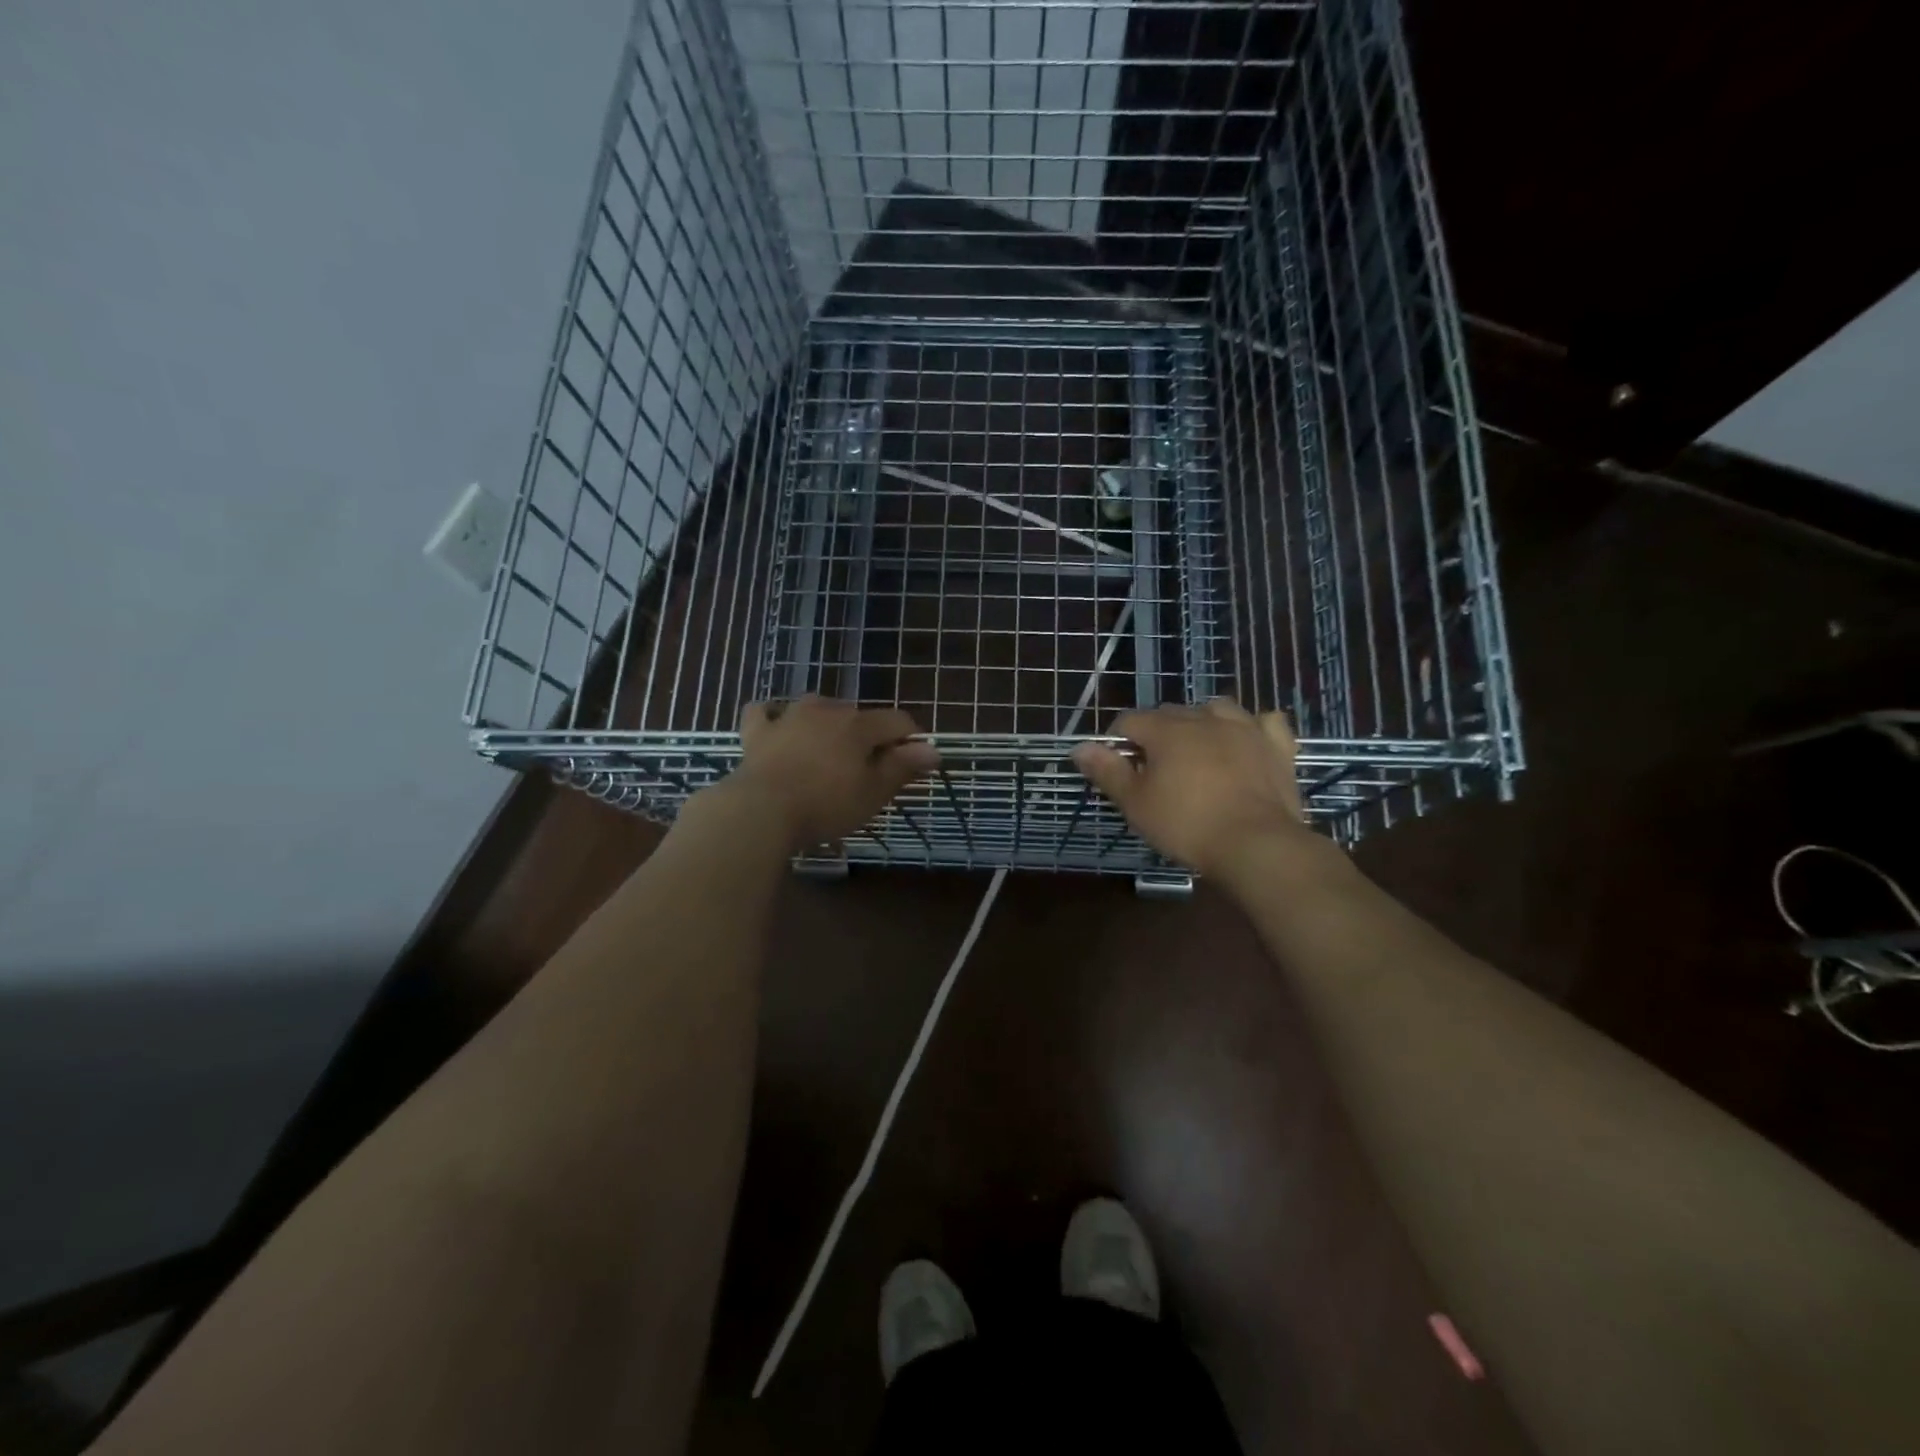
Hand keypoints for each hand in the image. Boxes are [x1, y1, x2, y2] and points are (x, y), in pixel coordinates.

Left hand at [723, 696, 939, 851]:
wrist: (761, 811)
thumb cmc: (826, 804)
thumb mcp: (873, 792)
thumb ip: (903, 766)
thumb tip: (933, 749)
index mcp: (859, 725)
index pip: (898, 721)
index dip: (912, 739)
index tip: (916, 763)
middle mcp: (826, 710)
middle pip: (859, 716)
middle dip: (870, 736)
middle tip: (870, 771)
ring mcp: (788, 717)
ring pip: (816, 707)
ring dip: (828, 722)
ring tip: (829, 750)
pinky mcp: (757, 732)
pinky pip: (765, 712)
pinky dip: (774, 717)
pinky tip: (777, 727)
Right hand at [1072, 699, 1309, 877]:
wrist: (1256, 844)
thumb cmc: (1186, 824)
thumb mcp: (1135, 803)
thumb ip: (1107, 771)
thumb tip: (1079, 747)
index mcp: (1167, 730)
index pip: (1129, 721)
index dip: (1116, 741)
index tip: (1117, 767)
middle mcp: (1204, 718)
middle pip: (1170, 713)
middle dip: (1156, 733)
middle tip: (1153, 770)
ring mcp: (1245, 728)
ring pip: (1216, 708)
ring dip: (1202, 722)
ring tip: (1197, 749)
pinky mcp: (1277, 746)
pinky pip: (1264, 722)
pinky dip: (1253, 727)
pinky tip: (1247, 741)